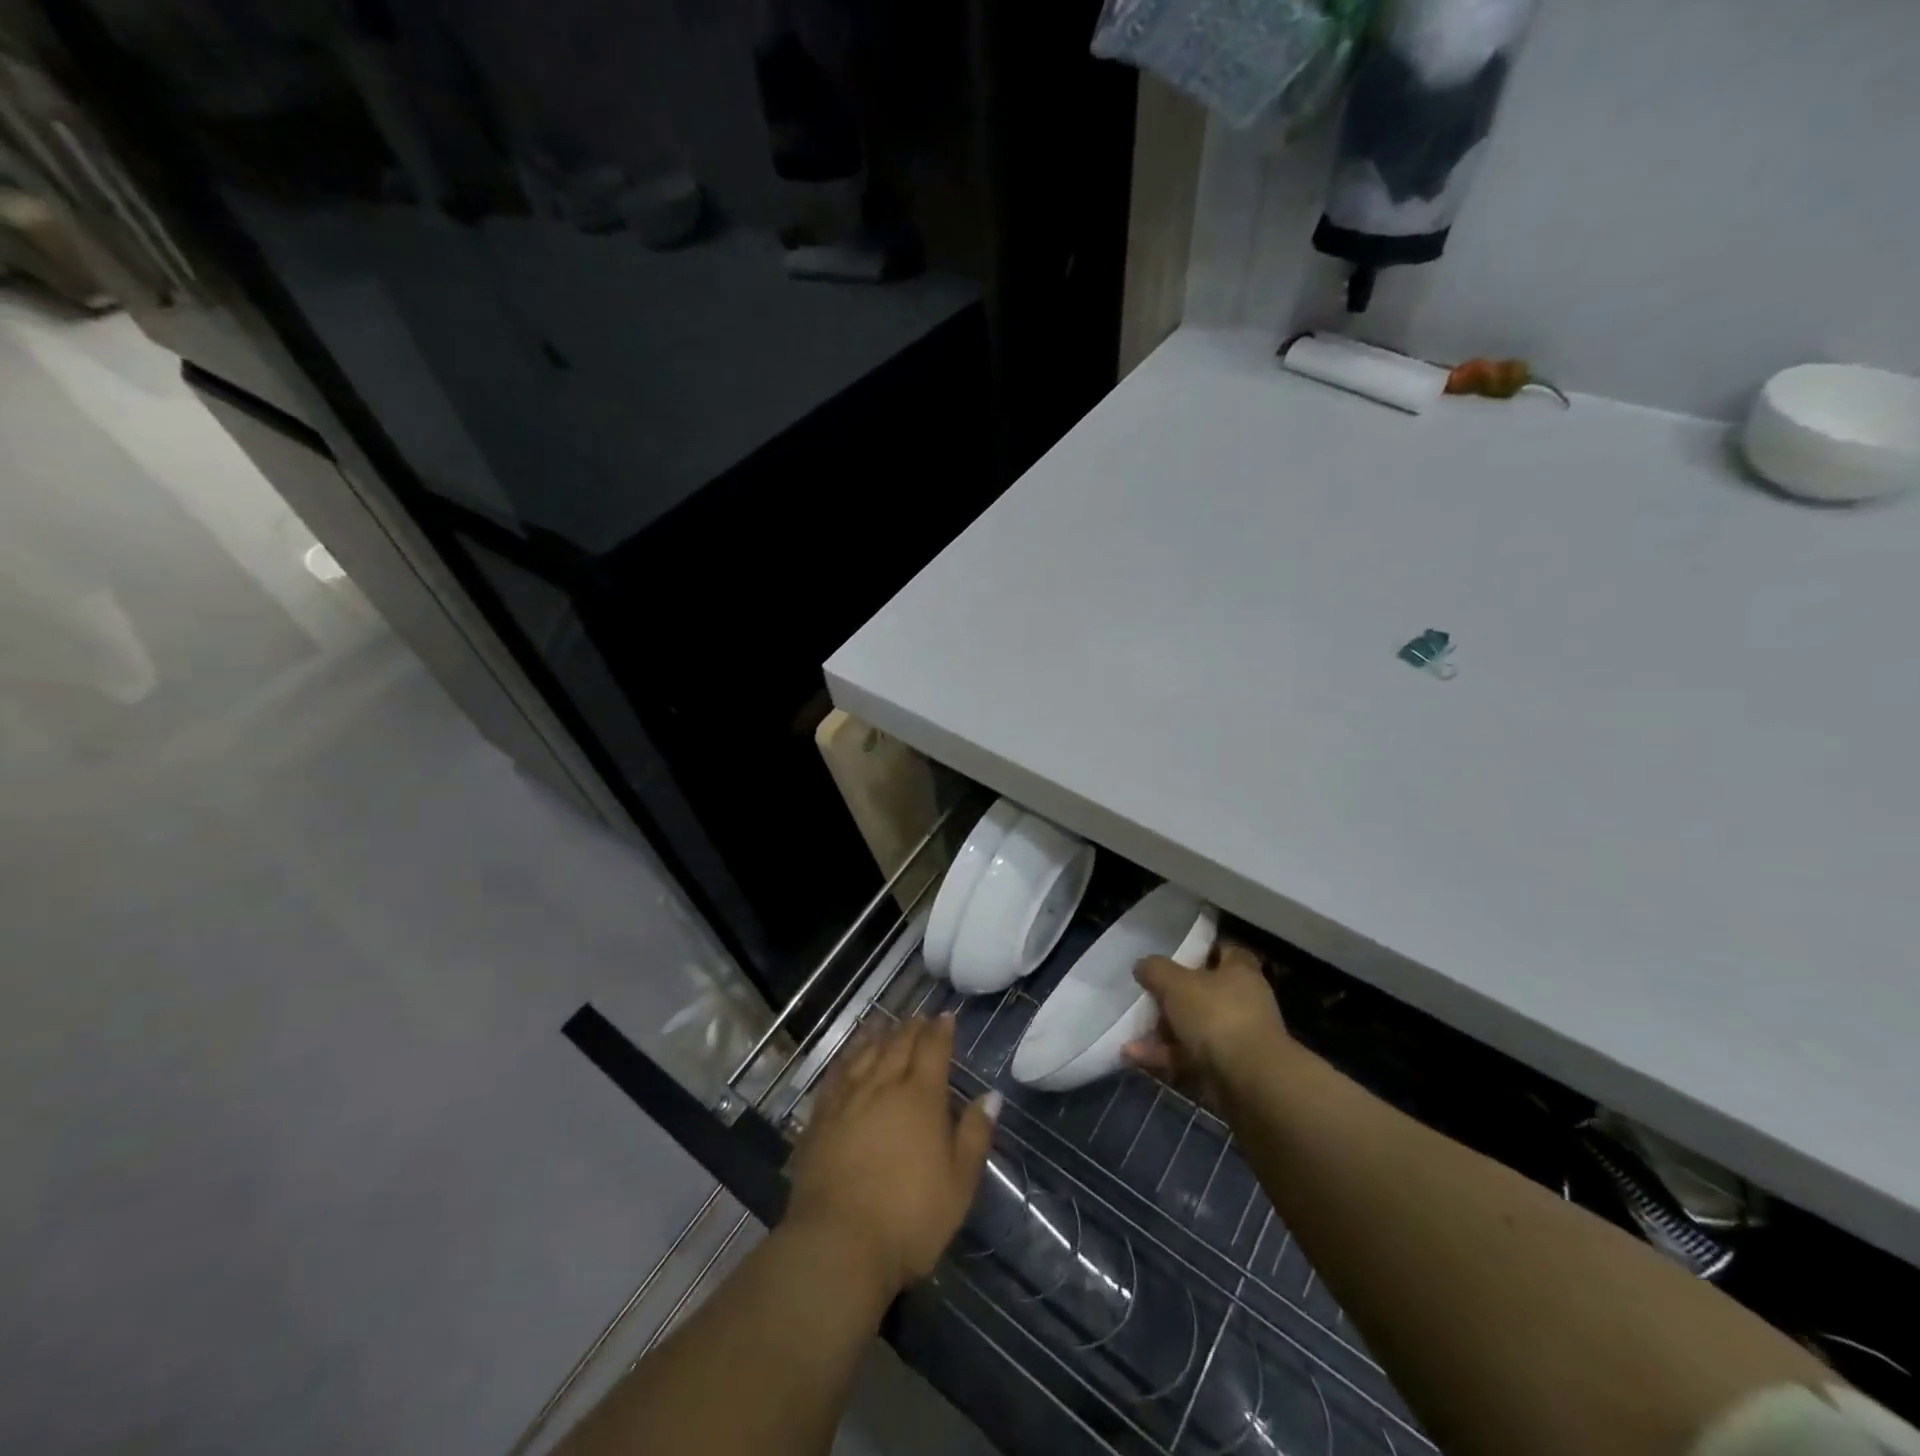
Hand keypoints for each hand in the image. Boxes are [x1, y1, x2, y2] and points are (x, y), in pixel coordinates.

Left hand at [786, 1015, 998, 1297]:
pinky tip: (849, 1056)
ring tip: (885, 1023)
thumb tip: (991, 1095)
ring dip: (878, 1035)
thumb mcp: (959, 1184)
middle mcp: (883, 1086)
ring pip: (865, 1053)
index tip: (947, 1016)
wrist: (838, 1244)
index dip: (941, 1030)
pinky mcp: (820, 1118)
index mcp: (921, 1098)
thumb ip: (974, 1135)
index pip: (933, 1050)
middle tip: (920, 1017)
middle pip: (899, 1045)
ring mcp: (848, 1099)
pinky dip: (847, 1057)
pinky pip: (836, 1074)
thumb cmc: (909, 1219)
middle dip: (912, 1028)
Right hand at [1123, 942, 1294, 1104]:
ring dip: (1161, 1031)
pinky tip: (1134, 1057)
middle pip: (1202, 992)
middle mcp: (1242, 1001)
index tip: (1173, 956)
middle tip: (1144, 998)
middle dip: (1170, 997)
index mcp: (1239, 972)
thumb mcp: (1176, 983)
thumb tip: (1143, 965)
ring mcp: (1235, 1037)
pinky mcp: (1225, 1068)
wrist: (1250, 1082)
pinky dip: (1164, 1056)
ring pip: (1192, 1027)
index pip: (1224, 951)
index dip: (1200, 951)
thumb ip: (1156, 970)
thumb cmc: (1217, 1016)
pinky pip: (1189, 1056)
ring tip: (1129, 1033)